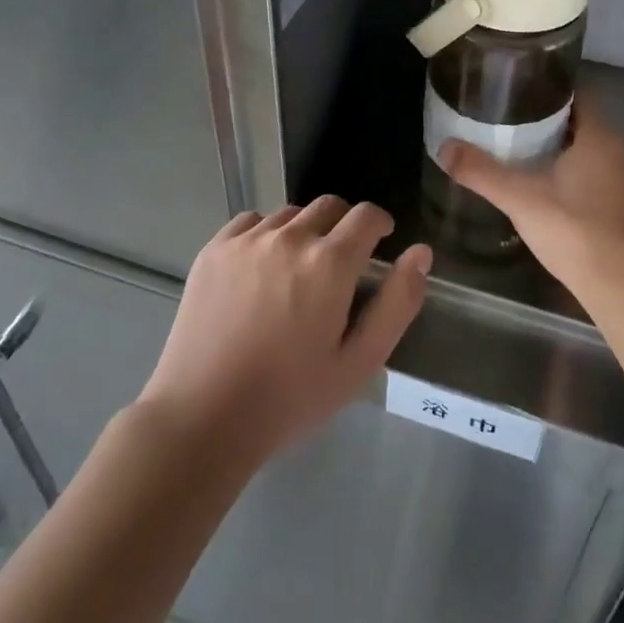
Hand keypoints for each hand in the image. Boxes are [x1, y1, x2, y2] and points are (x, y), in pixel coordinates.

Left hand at [137, 197, 431, 469]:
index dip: (379, 225)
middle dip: (344, 226)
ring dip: (304, 231)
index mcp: (330, 262)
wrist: (203, 416)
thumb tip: (420, 253)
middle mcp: (289, 237)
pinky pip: (251, 222)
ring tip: (297, 272)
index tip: (380, 244)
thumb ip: (396, 303)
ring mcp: (247, 239)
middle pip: (329, 205)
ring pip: (290, 214)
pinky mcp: (214, 248)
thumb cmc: (290, 397)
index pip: (366, 215)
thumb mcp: (358, 362)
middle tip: (340, 265)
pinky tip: (260, 270)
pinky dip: (265, 234)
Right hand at [440, 93, 623, 313]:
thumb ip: (481, 172)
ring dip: (549, 139)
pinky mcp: (613, 202)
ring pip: (579, 144)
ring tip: (508, 137)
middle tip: (500, 109)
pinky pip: (583, 167)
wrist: (622, 291)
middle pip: (575, 116)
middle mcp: (613, 149)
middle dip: (540, 112)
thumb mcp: (521, 199)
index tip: (512, 82)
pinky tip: (532, 175)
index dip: (545, 82)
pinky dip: (559, 163)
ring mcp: (616, 178)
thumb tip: (444, 147)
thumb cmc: (576, 232)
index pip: (575, 90)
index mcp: (598, 136)